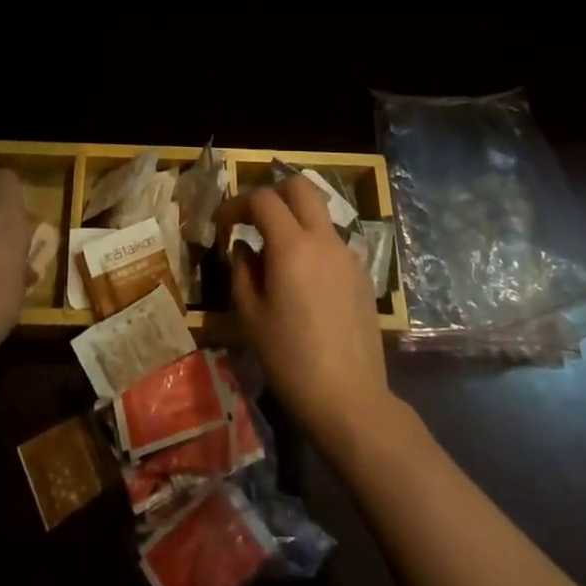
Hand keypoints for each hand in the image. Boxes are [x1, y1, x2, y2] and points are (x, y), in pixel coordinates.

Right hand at [217, 178, 392, 449]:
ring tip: (275, 255)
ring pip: (320, 214)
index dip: (237, 204)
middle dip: (273, 193)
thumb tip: (244, 247)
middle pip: (301, 187)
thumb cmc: (290, 359)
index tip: (223, 224)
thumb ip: (242, 270)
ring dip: (295, 219)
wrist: (349, 398)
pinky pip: (332, 242)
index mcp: (292, 245)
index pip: (263, 199)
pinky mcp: (362, 275)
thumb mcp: (250, 316)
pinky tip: (302, 281)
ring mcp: (348, 255)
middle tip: (253, 218)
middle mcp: (324, 239)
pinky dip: (312, 244)